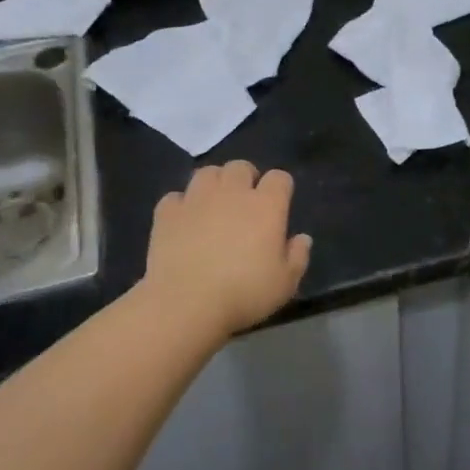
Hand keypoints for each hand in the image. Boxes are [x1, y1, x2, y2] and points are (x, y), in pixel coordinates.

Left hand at [144, 161, 312, 337]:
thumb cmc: (244, 293)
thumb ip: (298, 256)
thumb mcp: (285, 283)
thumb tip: (302, 238)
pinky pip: (176, 196)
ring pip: (207, 173)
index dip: (281, 187)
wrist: (187, 302)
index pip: (279, 178)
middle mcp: (231, 193)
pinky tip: (184, 221)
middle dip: (246, 178)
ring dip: (214, 183)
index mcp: (266, 206)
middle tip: (246, 202)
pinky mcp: (167, 212)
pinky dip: (182, 205)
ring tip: (215, 204)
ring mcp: (196, 199)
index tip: (279, 204)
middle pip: (241, 167)